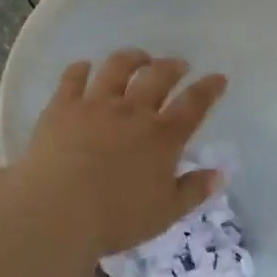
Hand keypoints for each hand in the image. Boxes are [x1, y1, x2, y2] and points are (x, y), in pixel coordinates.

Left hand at [16, 50, 228, 257]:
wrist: (57, 211)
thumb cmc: (116, 218)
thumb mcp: (165, 213)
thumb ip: (193, 191)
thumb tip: (219, 173)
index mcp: (162, 137)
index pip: (194, 104)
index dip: (209, 89)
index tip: (218, 77)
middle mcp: (132, 111)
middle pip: (158, 77)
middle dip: (173, 66)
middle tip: (179, 65)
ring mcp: (95, 104)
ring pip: (117, 68)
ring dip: (132, 58)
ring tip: (139, 58)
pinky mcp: (62, 106)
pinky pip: (73, 77)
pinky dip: (81, 68)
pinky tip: (85, 66)